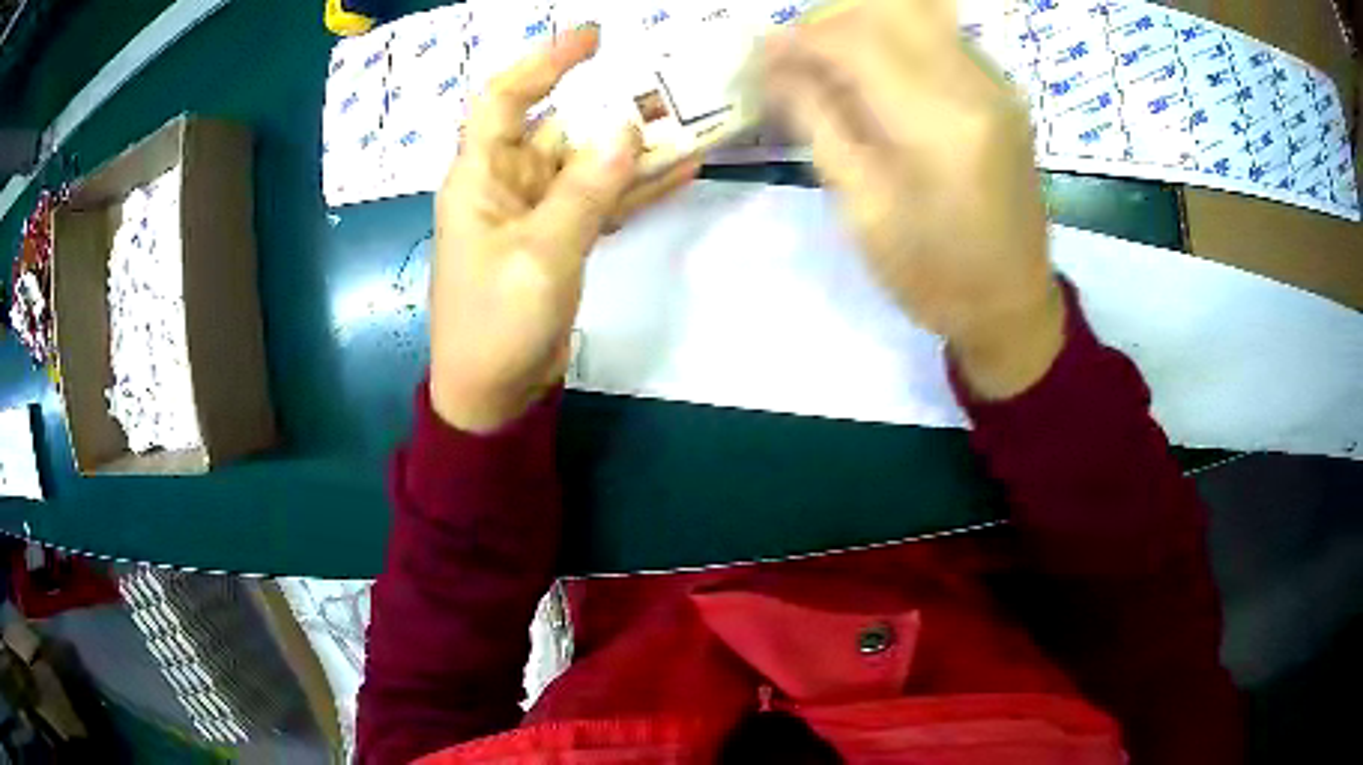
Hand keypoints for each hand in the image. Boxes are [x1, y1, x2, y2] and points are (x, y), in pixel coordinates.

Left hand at [430, 28, 700, 432]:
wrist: (494, 393)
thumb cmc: (497, 325)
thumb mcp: (541, 254)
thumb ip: (584, 190)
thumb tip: (625, 128)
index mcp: (481, 177)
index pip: (504, 99)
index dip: (543, 62)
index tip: (593, 38)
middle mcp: (507, 183)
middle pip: (559, 127)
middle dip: (610, 108)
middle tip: (672, 90)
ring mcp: (536, 212)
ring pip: (587, 163)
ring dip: (634, 148)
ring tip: (691, 125)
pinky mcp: (559, 239)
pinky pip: (601, 200)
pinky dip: (636, 188)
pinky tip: (683, 169)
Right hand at [763, 0, 1063, 398]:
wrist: (1014, 305)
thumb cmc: (934, 276)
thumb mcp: (862, 208)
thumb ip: (818, 121)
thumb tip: (775, 66)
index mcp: (937, 124)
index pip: (853, 41)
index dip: (797, 40)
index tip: (759, 58)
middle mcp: (975, 85)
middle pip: (887, 10)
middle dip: (828, 23)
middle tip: (794, 58)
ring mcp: (996, 84)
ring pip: (915, 14)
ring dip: (861, 28)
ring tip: (828, 66)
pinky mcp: (1002, 92)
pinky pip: (938, 37)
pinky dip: (895, 42)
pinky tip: (875, 77)